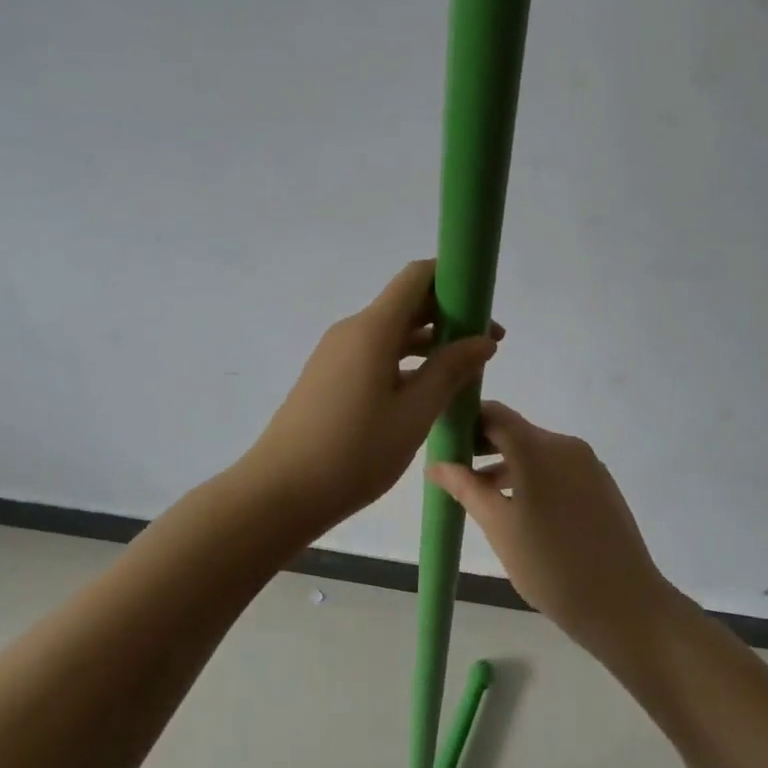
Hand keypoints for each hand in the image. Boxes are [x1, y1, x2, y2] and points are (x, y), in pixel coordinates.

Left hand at [239, 260, 500, 535]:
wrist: (280, 490)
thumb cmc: (354, 451)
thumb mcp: (413, 413)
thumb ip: (450, 370)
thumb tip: (483, 339)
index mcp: (372, 328)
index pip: (415, 277)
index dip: (452, 278)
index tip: (482, 303)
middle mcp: (352, 330)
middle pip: (405, 303)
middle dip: (448, 316)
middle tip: (487, 344)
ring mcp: (337, 353)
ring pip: (391, 332)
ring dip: (428, 342)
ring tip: (465, 372)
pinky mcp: (329, 376)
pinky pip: (374, 353)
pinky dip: (404, 361)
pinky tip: (426, 391)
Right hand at [429, 401, 672, 663]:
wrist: (627, 607)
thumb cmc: (552, 566)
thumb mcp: (499, 527)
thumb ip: (465, 488)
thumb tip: (436, 464)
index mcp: (537, 448)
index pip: (492, 413)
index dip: (464, 422)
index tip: (443, 445)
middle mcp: (564, 444)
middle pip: (514, 431)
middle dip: (482, 446)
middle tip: (455, 473)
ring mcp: (587, 464)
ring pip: (535, 452)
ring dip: (506, 466)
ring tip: (481, 498)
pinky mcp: (601, 484)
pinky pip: (556, 468)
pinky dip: (532, 478)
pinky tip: (520, 511)